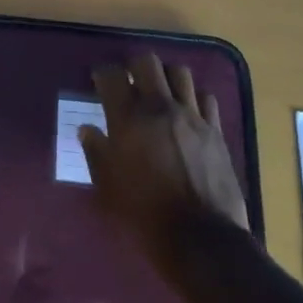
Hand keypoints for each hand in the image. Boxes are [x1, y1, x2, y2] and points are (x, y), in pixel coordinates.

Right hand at [78, 53, 248, 257]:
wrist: (201, 240)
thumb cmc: (145, 216)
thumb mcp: (108, 188)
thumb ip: (96, 152)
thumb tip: (87, 129)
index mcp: (129, 119)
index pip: (112, 75)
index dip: (103, 73)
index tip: (99, 81)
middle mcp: (160, 108)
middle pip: (148, 62)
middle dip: (135, 66)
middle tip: (130, 81)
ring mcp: (192, 117)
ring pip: (180, 72)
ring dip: (166, 76)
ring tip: (161, 92)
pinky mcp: (215, 131)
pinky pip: (206, 97)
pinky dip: (194, 98)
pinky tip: (188, 112)